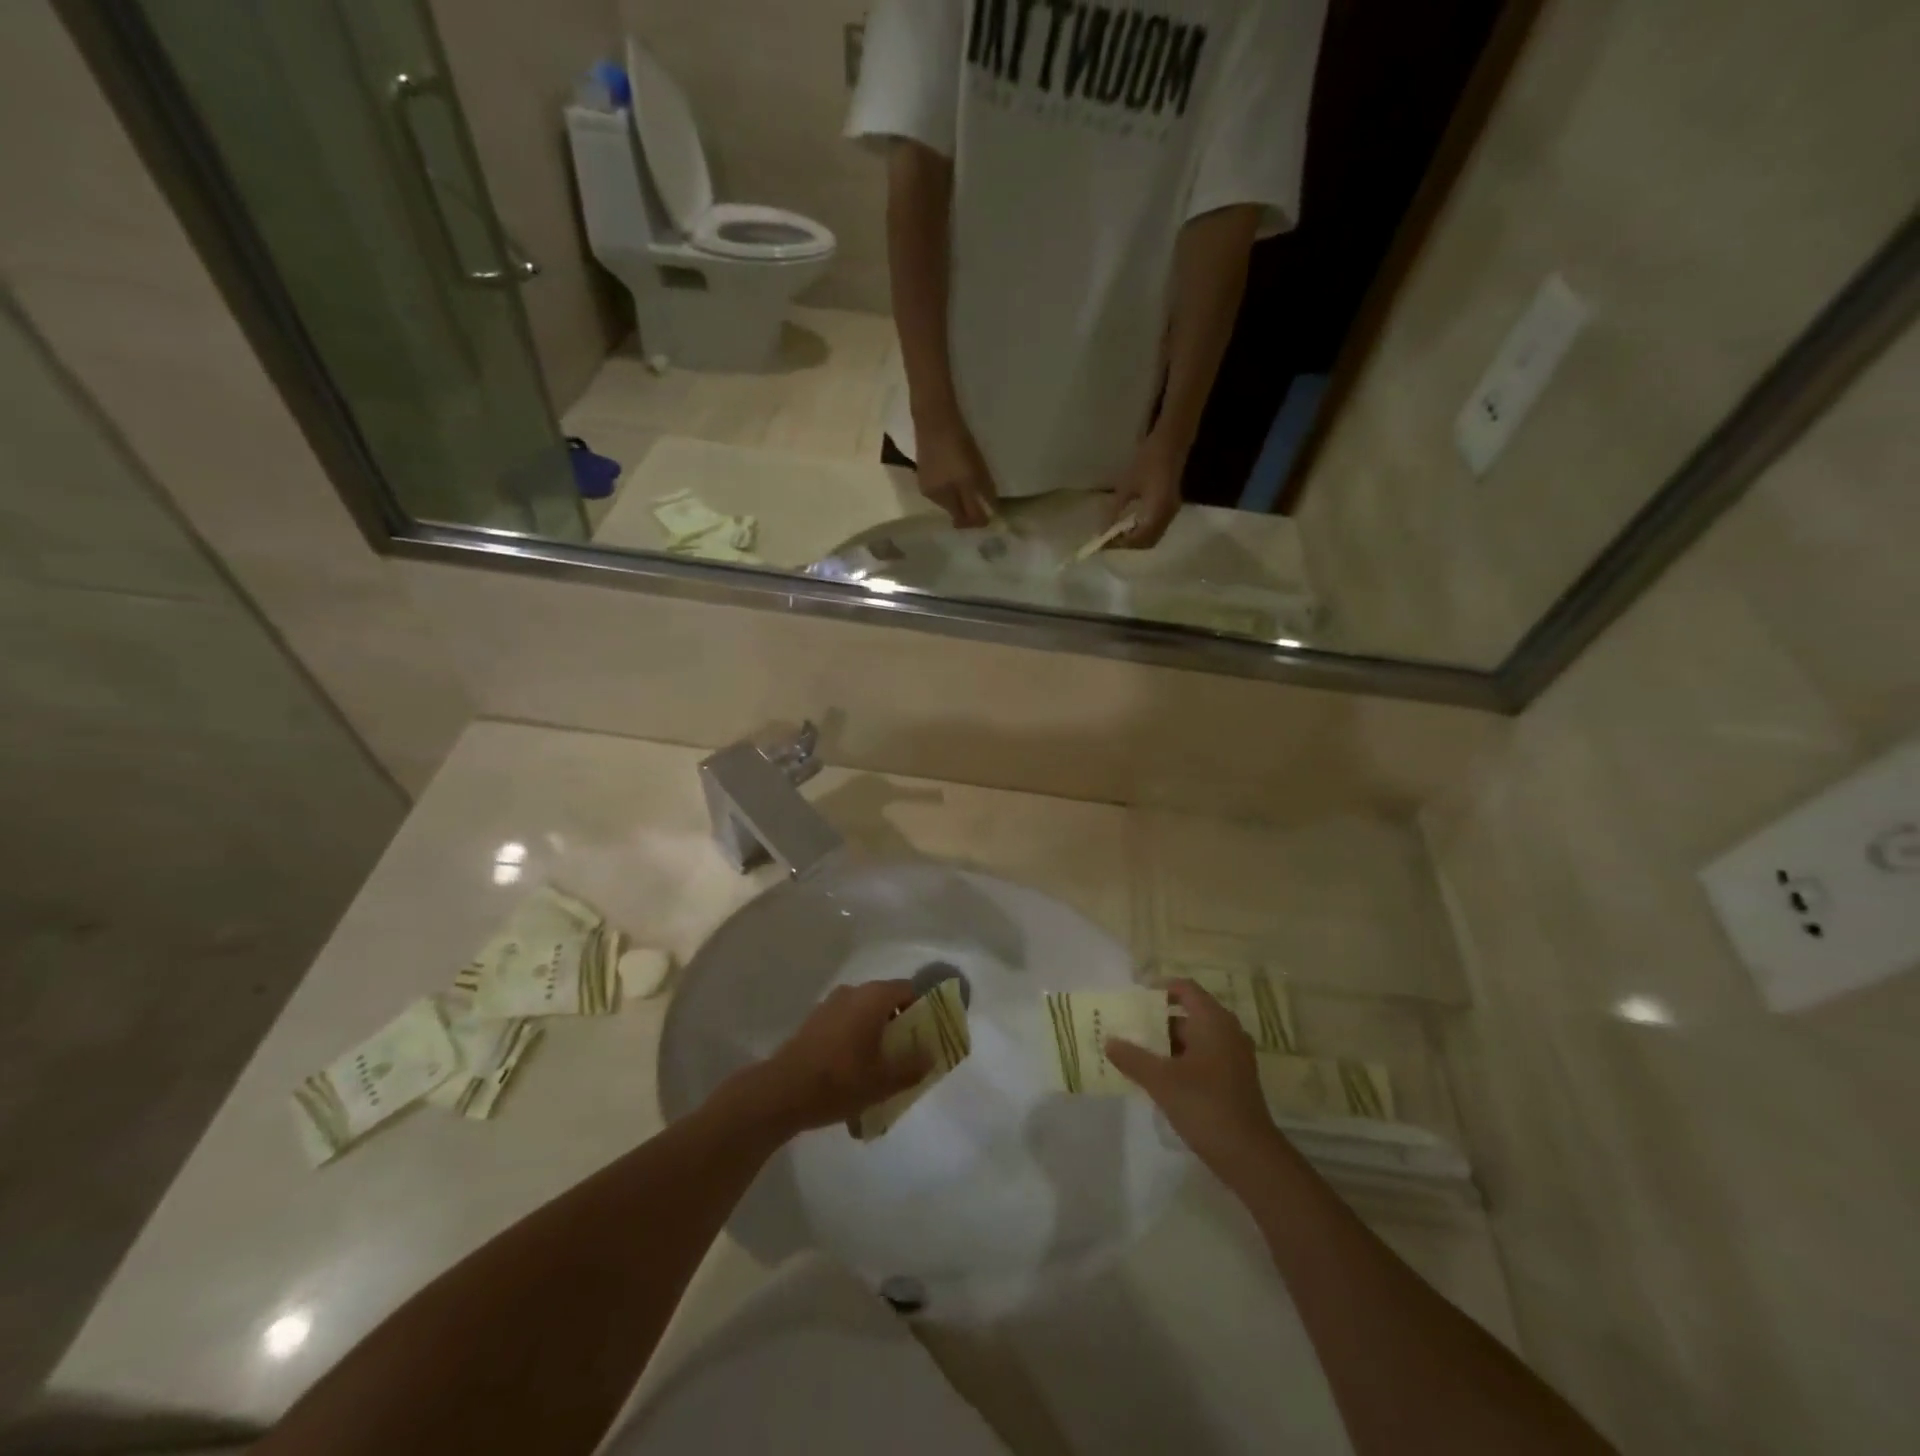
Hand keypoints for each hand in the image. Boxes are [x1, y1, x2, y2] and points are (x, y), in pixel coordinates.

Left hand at [727, 980, 927, 1138]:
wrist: (782, 1091)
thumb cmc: (839, 1081)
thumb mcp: (884, 1081)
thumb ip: (913, 1066)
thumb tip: (931, 1055)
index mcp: (873, 998)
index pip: (908, 990)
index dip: (922, 1009)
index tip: (927, 1034)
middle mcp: (852, 992)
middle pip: (886, 999)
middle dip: (899, 1023)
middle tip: (907, 1052)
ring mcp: (829, 1004)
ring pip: (864, 1011)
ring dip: (876, 1030)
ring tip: (880, 1064)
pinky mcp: (814, 1020)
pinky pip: (845, 1021)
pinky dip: (855, 1035)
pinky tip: (853, 1067)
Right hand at [914, 421, 998, 528]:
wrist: (934, 417)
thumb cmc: (958, 443)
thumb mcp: (975, 470)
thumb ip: (983, 493)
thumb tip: (992, 510)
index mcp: (946, 497)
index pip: (965, 519)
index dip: (979, 520)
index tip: (992, 515)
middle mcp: (934, 497)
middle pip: (955, 512)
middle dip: (969, 512)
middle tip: (983, 502)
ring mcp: (926, 486)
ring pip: (948, 502)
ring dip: (960, 500)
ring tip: (970, 486)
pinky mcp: (923, 475)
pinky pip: (942, 490)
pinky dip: (952, 489)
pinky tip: (957, 476)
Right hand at [1105, 979, 1276, 1178]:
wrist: (1250, 1156)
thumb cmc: (1205, 1105)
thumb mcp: (1161, 1080)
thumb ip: (1133, 1058)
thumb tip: (1109, 1041)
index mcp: (1213, 1021)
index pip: (1185, 989)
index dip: (1160, 988)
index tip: (1134, 998)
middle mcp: (1227, 1032)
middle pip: (1188, 1014)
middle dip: (1157, 1021)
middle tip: (1128, 1028)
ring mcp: (1233, 1057)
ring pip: (1194, 1039)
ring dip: (1167, 1044)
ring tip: (1136, 1053)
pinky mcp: (1234, 1080)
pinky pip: (1202, 1058)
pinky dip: (1180, 1061)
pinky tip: (1158, 1078)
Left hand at [1106, 435, 1184, 548]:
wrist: (1171, 442)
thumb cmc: (1148, 460)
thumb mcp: (1127, 485)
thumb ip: (1117, 510)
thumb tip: (1105, 528)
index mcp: (1157, 511)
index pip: (1138, 538)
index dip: (1120, 543)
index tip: (1104, 542)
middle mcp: (1167, 516)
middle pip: (1147, 542)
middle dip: (1128, 545)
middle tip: (1110, 540)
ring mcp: (1172, 512)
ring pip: (1153, 537)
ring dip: (1136, 540)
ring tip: (1117, 534)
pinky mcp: (1172, 508)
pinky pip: (1157, 528)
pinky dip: (1143, 532)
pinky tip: (1130, 525)